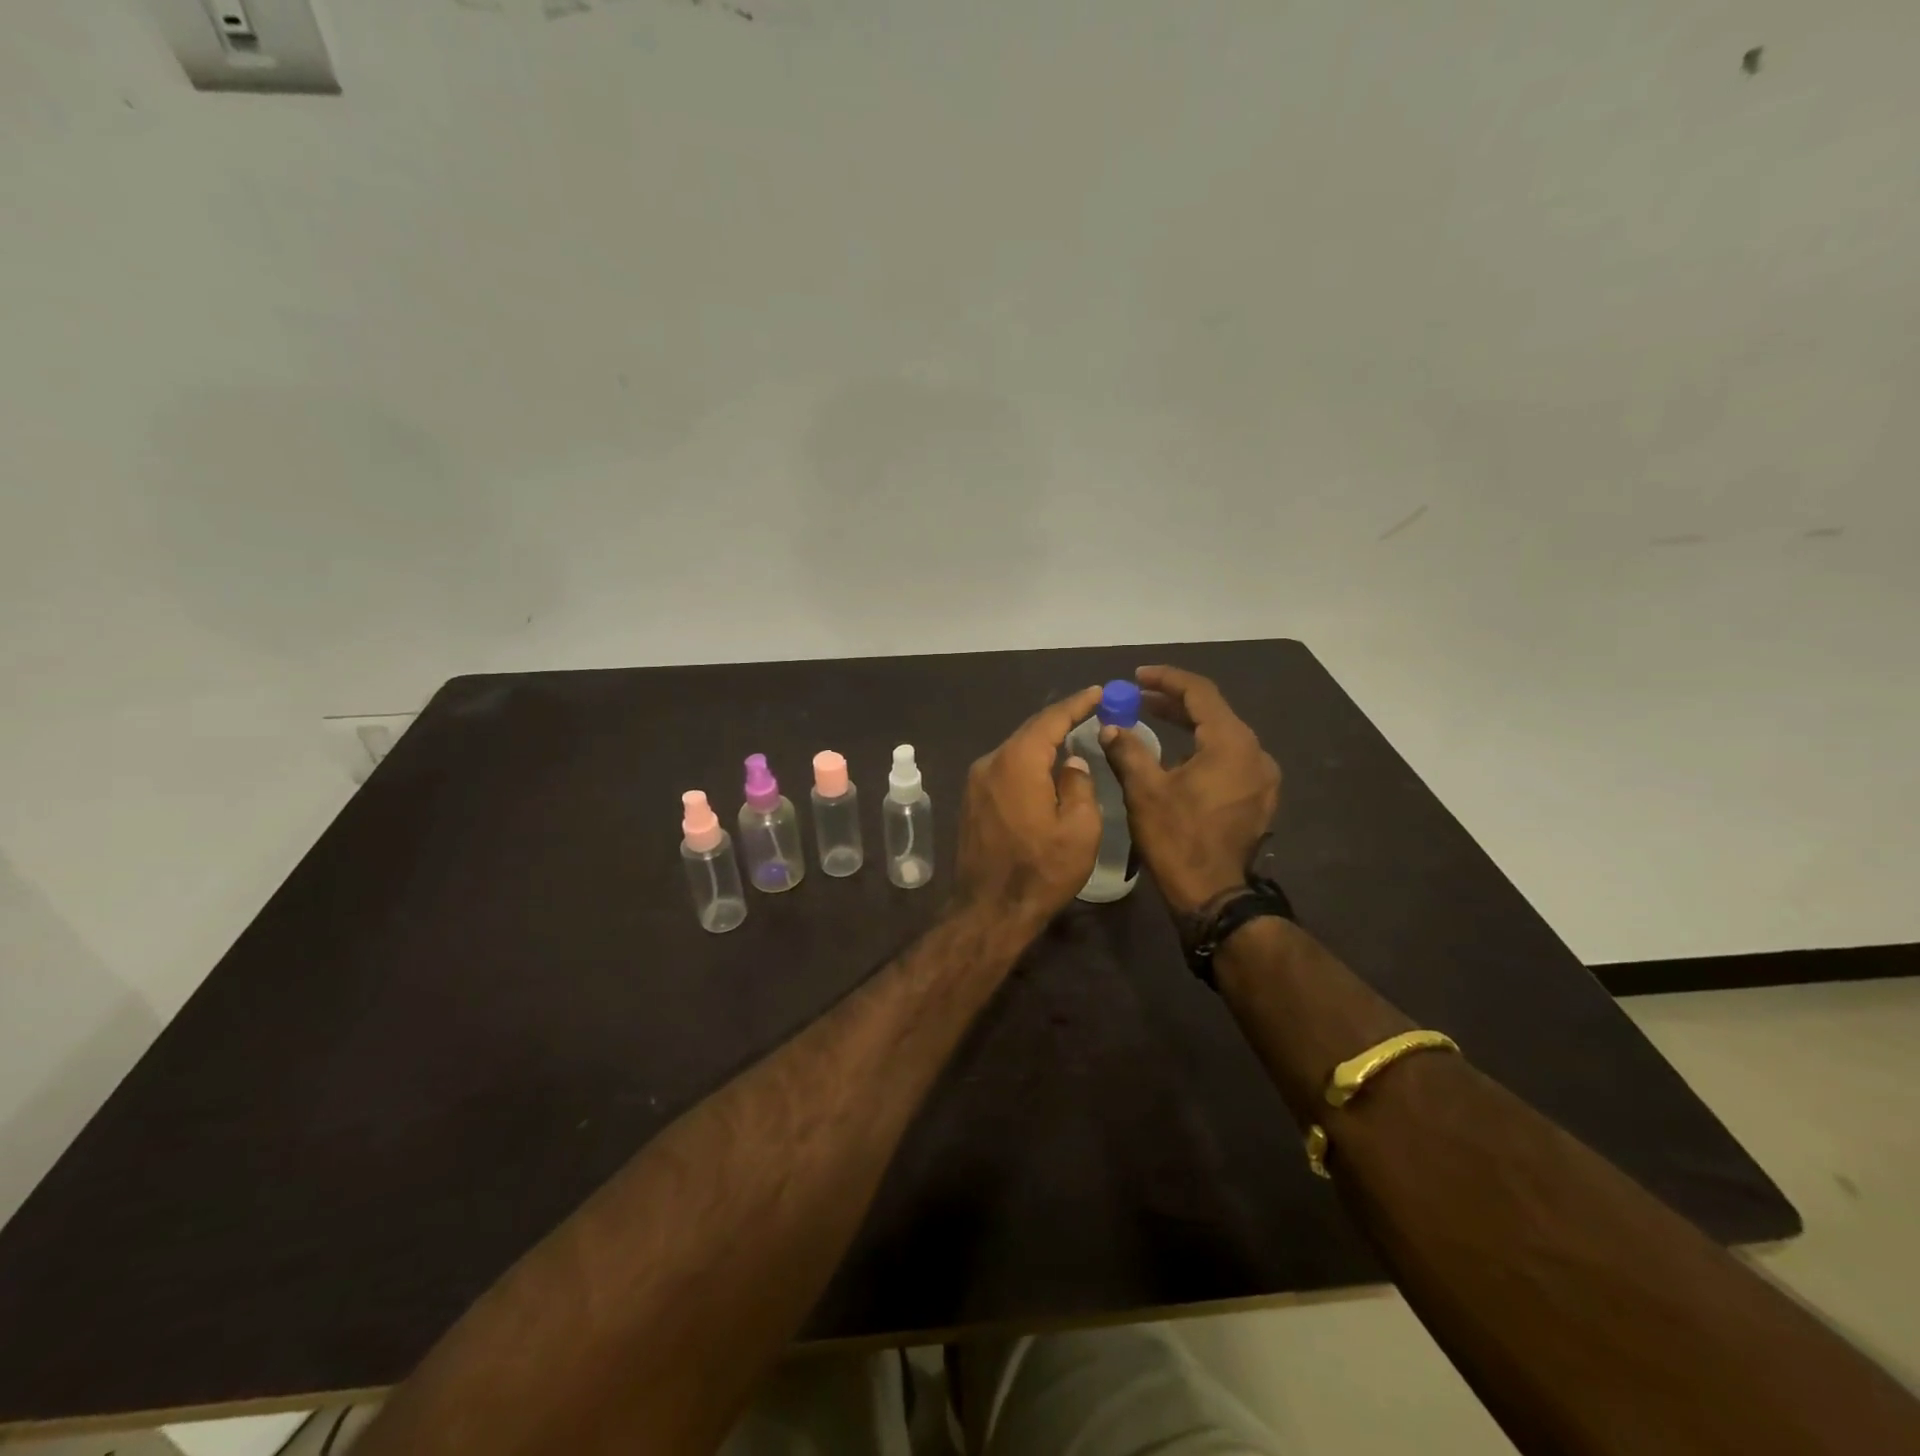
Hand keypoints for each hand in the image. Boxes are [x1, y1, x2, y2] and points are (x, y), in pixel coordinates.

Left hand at [953, 684, 1103, 932]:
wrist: (989, 910)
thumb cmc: (1040, 871)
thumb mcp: (1079, 829)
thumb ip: (1079, 785)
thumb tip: (1070, 764)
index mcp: (1017, 763)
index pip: (1049, 720)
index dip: (1075, 704)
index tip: (1097, 692)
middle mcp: (991, 763)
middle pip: (1029, 732)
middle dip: (1059, 720)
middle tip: (1089, 711)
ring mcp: (976, 782)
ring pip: (1015, 751)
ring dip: (1042, 744)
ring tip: (1071, 738)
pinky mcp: (971, 801)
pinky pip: (1004, 769)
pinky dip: (1027, 763)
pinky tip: (1044, 770)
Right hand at [1099, 665, 1280, 916]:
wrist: (1213, 895)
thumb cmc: (1177, 838)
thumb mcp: (1144, 790)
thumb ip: (1127, 750)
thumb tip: (1110, 726)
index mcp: (1231, 743)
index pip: (1200, 692)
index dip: (1166, 679)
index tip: (1136, 676)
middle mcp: (1255, 753)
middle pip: (1213, 712)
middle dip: (1173, 702)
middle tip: (1137, 698)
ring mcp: (1261, 777)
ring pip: (1222, 735)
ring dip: (1187, 725)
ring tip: (1151, 721)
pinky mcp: (1257, 797)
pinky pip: (1229, 757)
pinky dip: (1201, 748)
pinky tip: (1175, 756)